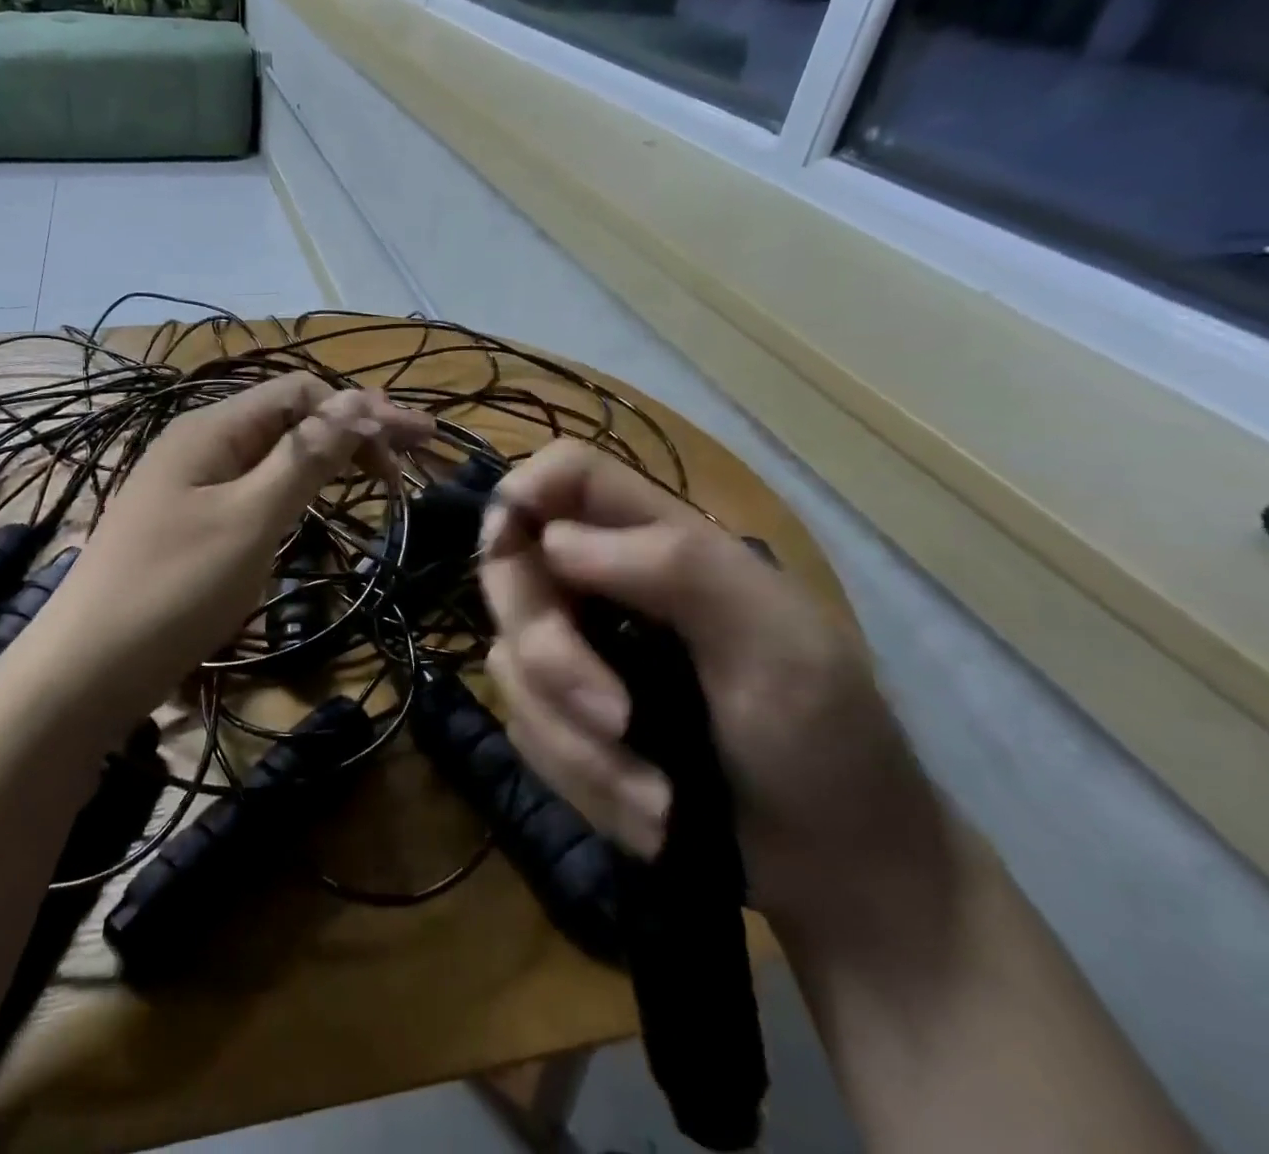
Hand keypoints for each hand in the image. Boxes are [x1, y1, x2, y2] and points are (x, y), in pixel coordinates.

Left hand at [55, 372, 431, 711]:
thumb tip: (357, 401)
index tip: (415, 445)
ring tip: (377, 477)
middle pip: (289, 419)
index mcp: (211, 428)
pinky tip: (317, 504)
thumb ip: (304, 458)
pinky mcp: (191, 522)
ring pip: (272, 455)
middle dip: (352, 430)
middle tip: (410, 459)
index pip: (301, 393)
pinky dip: (295, 489)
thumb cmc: (175, 588)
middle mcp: (201, 444)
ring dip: (327, 458)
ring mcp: (192, 484)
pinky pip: (253, 489)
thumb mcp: (249, 519)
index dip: (361, 411)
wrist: (88, 668)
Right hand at [478, 440, 948, 928]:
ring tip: (656, 799)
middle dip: (550, 654)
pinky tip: (646, 812)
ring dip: (576, 742)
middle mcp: (601, 584)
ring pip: (509, 661)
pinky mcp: (562, 717)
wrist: (838, 871)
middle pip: (510, 568)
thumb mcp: (778, 644)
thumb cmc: (828, 741)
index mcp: (657, 542)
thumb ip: (677, 568)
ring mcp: (577, 652)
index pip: (567, 474)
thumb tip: (552, 541)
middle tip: (615, 718)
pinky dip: (580, 778)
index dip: (523, 493)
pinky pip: (524, 727)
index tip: (508, 550)